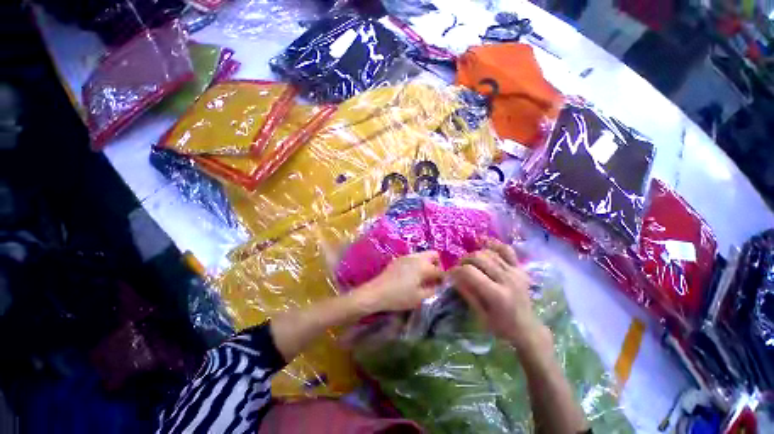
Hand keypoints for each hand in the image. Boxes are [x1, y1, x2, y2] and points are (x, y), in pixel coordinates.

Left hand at [355, 251, 443, 312]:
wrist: (377, 292)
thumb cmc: (399, 297)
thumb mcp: (420, 298)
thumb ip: (434, 290)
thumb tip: (440, 286)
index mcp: (424, 266)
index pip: (440, 270)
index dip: (444, 279)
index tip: (442, 286)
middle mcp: (417, 257)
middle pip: (434, 255)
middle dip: (438, 265)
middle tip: (433, 278)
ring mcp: (407, 256)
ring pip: (423, 255)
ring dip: (427, 263)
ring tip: (423, 278)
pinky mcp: (399, 258)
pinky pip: (414, 257)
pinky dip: (418, 263)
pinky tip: (412, 275)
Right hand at [450, 239, 550, 351]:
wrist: (527, 329)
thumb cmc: (501, 327)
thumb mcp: (480, 315)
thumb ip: (467, 293)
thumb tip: (453, 277)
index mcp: (497, 294)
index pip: (470, 272)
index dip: (456, 270)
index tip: (450, 275)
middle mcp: (507, 279)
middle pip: (479, 258)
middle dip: (463, 260)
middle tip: (458, 268)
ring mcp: (516, 272)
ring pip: (489, 253)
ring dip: (474, 254)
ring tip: (469, 262)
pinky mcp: (520, 269)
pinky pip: (506, 250)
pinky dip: (494, 244)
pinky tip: (483, 242)